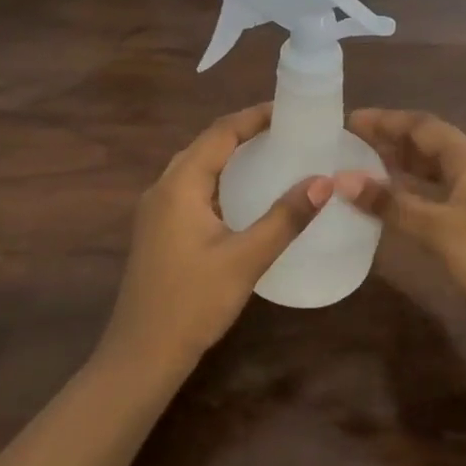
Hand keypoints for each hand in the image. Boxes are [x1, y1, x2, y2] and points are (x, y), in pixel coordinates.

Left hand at [99, 104, 331, 374]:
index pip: (219, 132)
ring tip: (271, 154)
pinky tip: (244, 195)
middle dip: (244, 132)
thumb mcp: (245, 259)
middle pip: (205, 145)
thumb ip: (284, 219)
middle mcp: (162, 188)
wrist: (142, 354)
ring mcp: (156, 211)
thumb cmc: (192, 303)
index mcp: (179, 185)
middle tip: (287, 131)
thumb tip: (323, 181)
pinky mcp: (158, 230)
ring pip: (196, 167)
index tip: (290, 111)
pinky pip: (191, 189)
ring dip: (230, 156)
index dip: (254, 117)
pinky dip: (220, 180)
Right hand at [337, 109, 465, 340]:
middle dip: (391, 141)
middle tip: (349, 145)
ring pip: (436, 171)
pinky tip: (398, 206)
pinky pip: (442, 194)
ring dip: (403, 167)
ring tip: (365, 170)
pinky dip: (416, 193)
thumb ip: (391, 203)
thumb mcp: (438, 229)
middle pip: (429, 144)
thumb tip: (342, 179)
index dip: (385, 121)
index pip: (422, 126)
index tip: (349, 120)